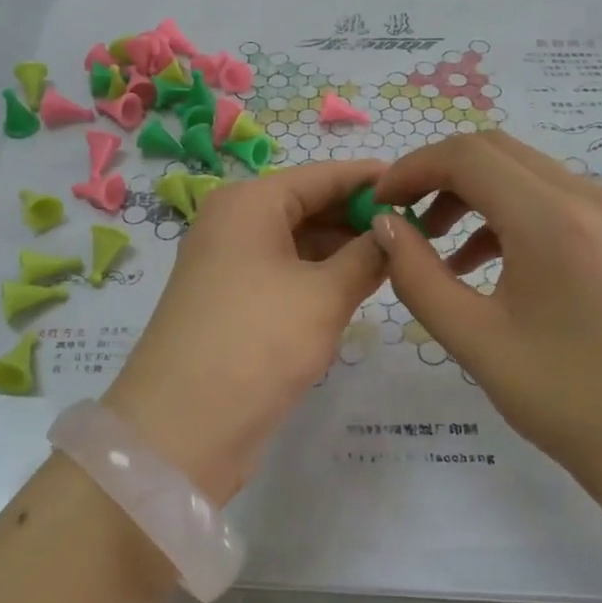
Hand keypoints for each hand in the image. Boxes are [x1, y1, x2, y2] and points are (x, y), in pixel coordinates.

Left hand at [103, 160, 388, 504]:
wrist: (183, 427)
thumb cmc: (258, 341)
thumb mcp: (324, 295)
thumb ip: (367, 256)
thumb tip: (395, 231)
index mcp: (250, 203)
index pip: (322, 175)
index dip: (370, 179)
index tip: (419, 186)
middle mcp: (235, 224)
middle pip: (309, 206)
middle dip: (359, 218)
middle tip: (418, 231)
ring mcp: (230, 265)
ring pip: (299, 243)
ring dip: (344, 250)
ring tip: (399, 259)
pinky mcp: (233, 303)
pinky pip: (286, 274)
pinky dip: (321, 277)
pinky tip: (360, 287)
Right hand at [370, 132, 601, 487]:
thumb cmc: (561, 397)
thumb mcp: (472, 338)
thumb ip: (416, 274)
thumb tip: (385, 226)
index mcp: (551, 218)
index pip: (466, 156)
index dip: (412, 169)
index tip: (378, 203)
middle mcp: (587, 196)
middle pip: (494, 151)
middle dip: (438, 174)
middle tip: (402, 216)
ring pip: (522, 171)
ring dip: (471, 192)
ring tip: (435, 244)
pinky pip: (549, 198)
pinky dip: (505, 212)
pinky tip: (480, 262)